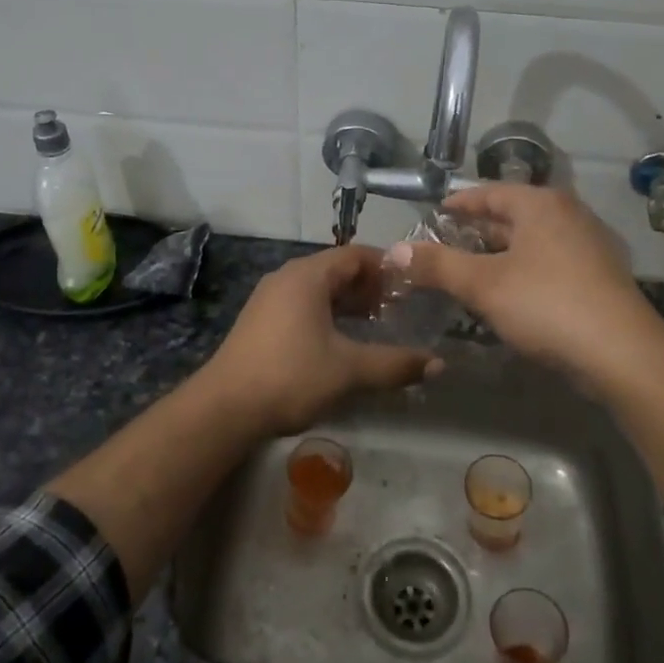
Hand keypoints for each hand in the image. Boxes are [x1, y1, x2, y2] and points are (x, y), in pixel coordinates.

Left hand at [198, 246, 436, 434]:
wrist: (224, 408)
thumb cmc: (290, 376)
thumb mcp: (349, 370)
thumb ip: (395, 364)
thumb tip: (438, 364)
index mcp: (308, 275)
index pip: (355, 254)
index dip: (386, 266)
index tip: (413, 285)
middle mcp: (286, 277)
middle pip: (336, 270)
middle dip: (369, 287)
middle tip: (400, 308)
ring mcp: (269, 299)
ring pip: (318, 290)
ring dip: (348, 303)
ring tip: (377, 326)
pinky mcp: (260, 321)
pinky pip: (302, 305)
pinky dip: (327, 315)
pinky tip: (341, 343)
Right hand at [387, 184, 663, 388]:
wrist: (623, 354)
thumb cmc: (547, 305)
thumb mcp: (482, 284)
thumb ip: (437, 264)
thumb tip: (395, 250)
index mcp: (541, 205)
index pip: (490, 192)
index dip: (460, 203)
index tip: (435, 213)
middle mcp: (569, 215)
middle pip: (513, 215)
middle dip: (478, 230)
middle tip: (446, 246)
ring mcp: (590, 246)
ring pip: (532, 241)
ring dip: (501, 253)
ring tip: (471, 271)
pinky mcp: (600, 277)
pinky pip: (550, 263)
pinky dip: (524, 270)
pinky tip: (509, 294)